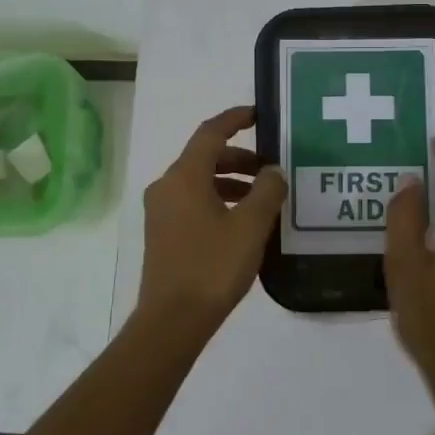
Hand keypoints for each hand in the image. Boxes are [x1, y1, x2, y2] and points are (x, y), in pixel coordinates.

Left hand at [136, 106, 287, 331]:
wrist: (172, 320)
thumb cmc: (213, 266)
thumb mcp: (251, 226)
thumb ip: (268, 191)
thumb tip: (273, 171)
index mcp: (184, 176)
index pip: (210, 133)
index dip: (235, 119)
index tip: (259, 114)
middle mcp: (167, 186)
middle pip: (205, 158)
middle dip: (240, 158)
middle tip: (271, 170)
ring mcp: (161, 211)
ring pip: (199, 182)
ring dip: (231, 182)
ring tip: (263, 199)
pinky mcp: (163, 233)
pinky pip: (193, 202)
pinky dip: (219, 200)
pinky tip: (242, 223)